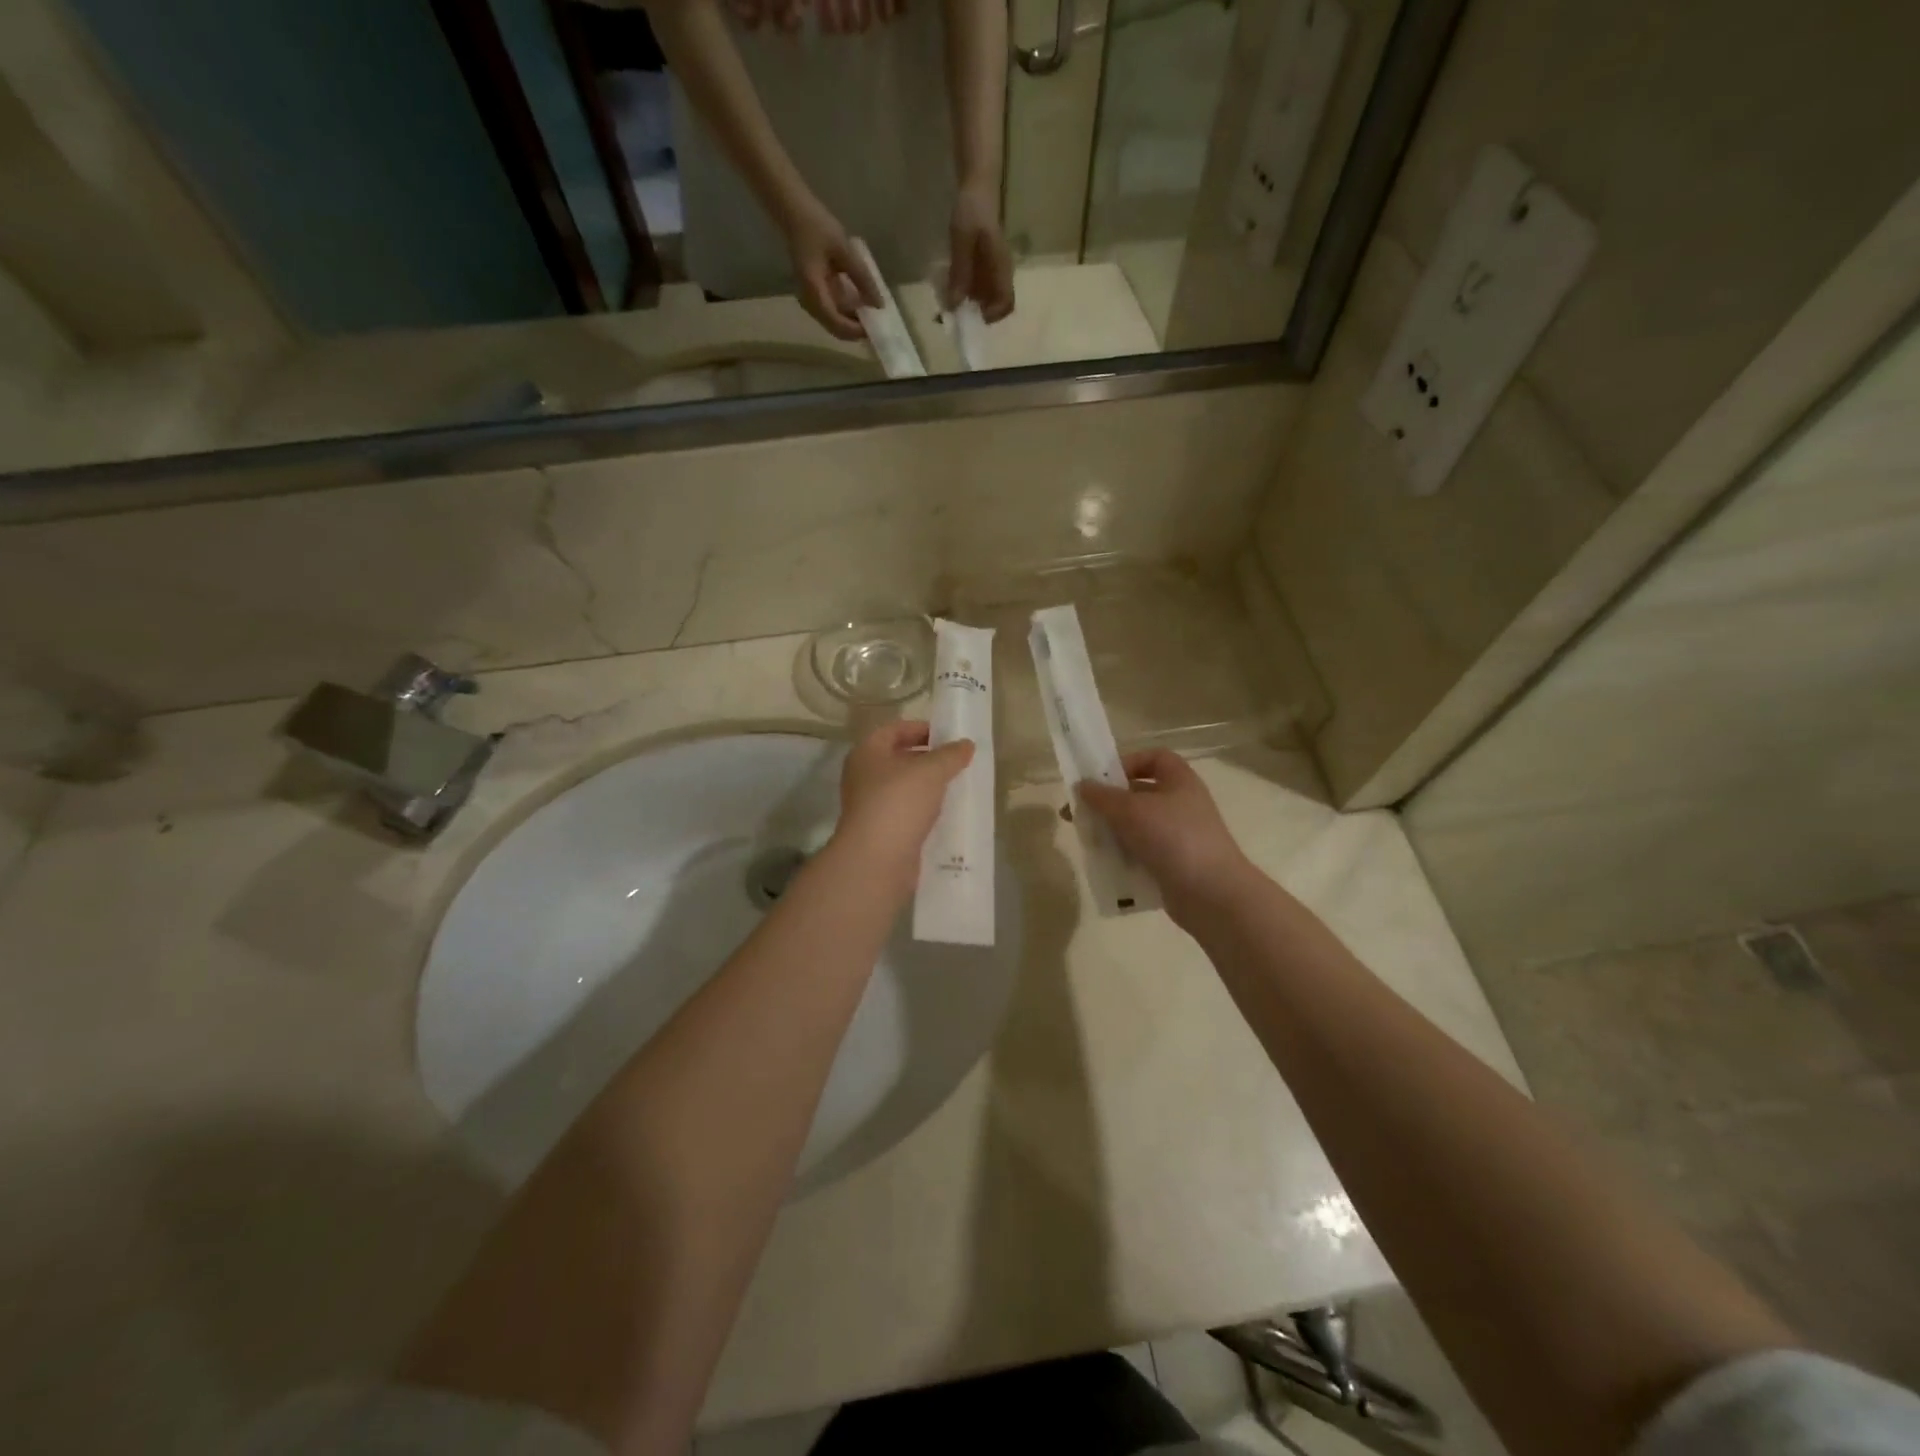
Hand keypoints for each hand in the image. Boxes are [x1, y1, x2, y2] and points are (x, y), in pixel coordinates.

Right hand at [784, 201, 881, 340]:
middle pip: (835, 329)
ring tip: (872, 315)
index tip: (875, 328)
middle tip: (877, 325)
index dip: (856, 330)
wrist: (794, 212)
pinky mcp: (814, 294)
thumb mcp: (844, 251)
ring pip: (833, 323)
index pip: (837, 323)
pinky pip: (831, 312)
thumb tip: (879, 305)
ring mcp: (810, 299)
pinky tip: (860, 305)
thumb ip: (862, 278)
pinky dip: (847, 313)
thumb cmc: (817, 226)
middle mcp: (809, 302)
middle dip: (856, 331)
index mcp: (814, 291)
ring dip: (852, 323)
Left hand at [832, 719, 974, 895]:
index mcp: (867, 752)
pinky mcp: (881, 831)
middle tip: (958, 762)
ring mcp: (870, 805)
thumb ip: (950, 754)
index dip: (922, 728)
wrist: (877, 859)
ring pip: (904, 788)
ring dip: (928, 786)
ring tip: (957, 786)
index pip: (894, 729)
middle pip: (899, 758)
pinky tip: (947, 814)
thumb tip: (966, 744)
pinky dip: (925, 810)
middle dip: (928, 759)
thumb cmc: (899, 802)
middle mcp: (863, 776)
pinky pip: (906, 812)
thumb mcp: (931, 771)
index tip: (949, 736)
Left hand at [946, 181, 1014, 322]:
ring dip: (968, 302)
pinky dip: (965, 290)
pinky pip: (977, 285)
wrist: (977, 186)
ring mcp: (993, 269)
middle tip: (955, 309)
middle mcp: (1001, 272)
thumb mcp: (962, 240)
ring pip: (984, 296)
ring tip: (949, 297)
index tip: (972, 316)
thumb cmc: (972, 209)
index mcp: (1001, 267)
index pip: (1007, 302)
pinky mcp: (984, 265)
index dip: (993, 315)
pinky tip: (951, 284)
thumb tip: (955, 305)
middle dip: (976, 312)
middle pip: (995, 304)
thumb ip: (960, 271)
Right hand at [1077, 750, 1254, 923]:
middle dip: (1109, 802)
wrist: (1212, 894)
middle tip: (1079, 814)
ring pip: (1137, 826)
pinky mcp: (1173, 864)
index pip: (1154, 757)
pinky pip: (1142, 853)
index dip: (1128, 762)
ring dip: (1112, 831)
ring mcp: (1179, 836)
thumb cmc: (1173, 838)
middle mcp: (1181, 804)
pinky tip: (1104, 864)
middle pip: (1139, 793)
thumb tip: (1081, 785)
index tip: (1103, 779)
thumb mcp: (1131, 810)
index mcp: (1179, 781)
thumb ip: (1102, 796)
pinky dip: (1123, 856)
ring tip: (1087, 841)